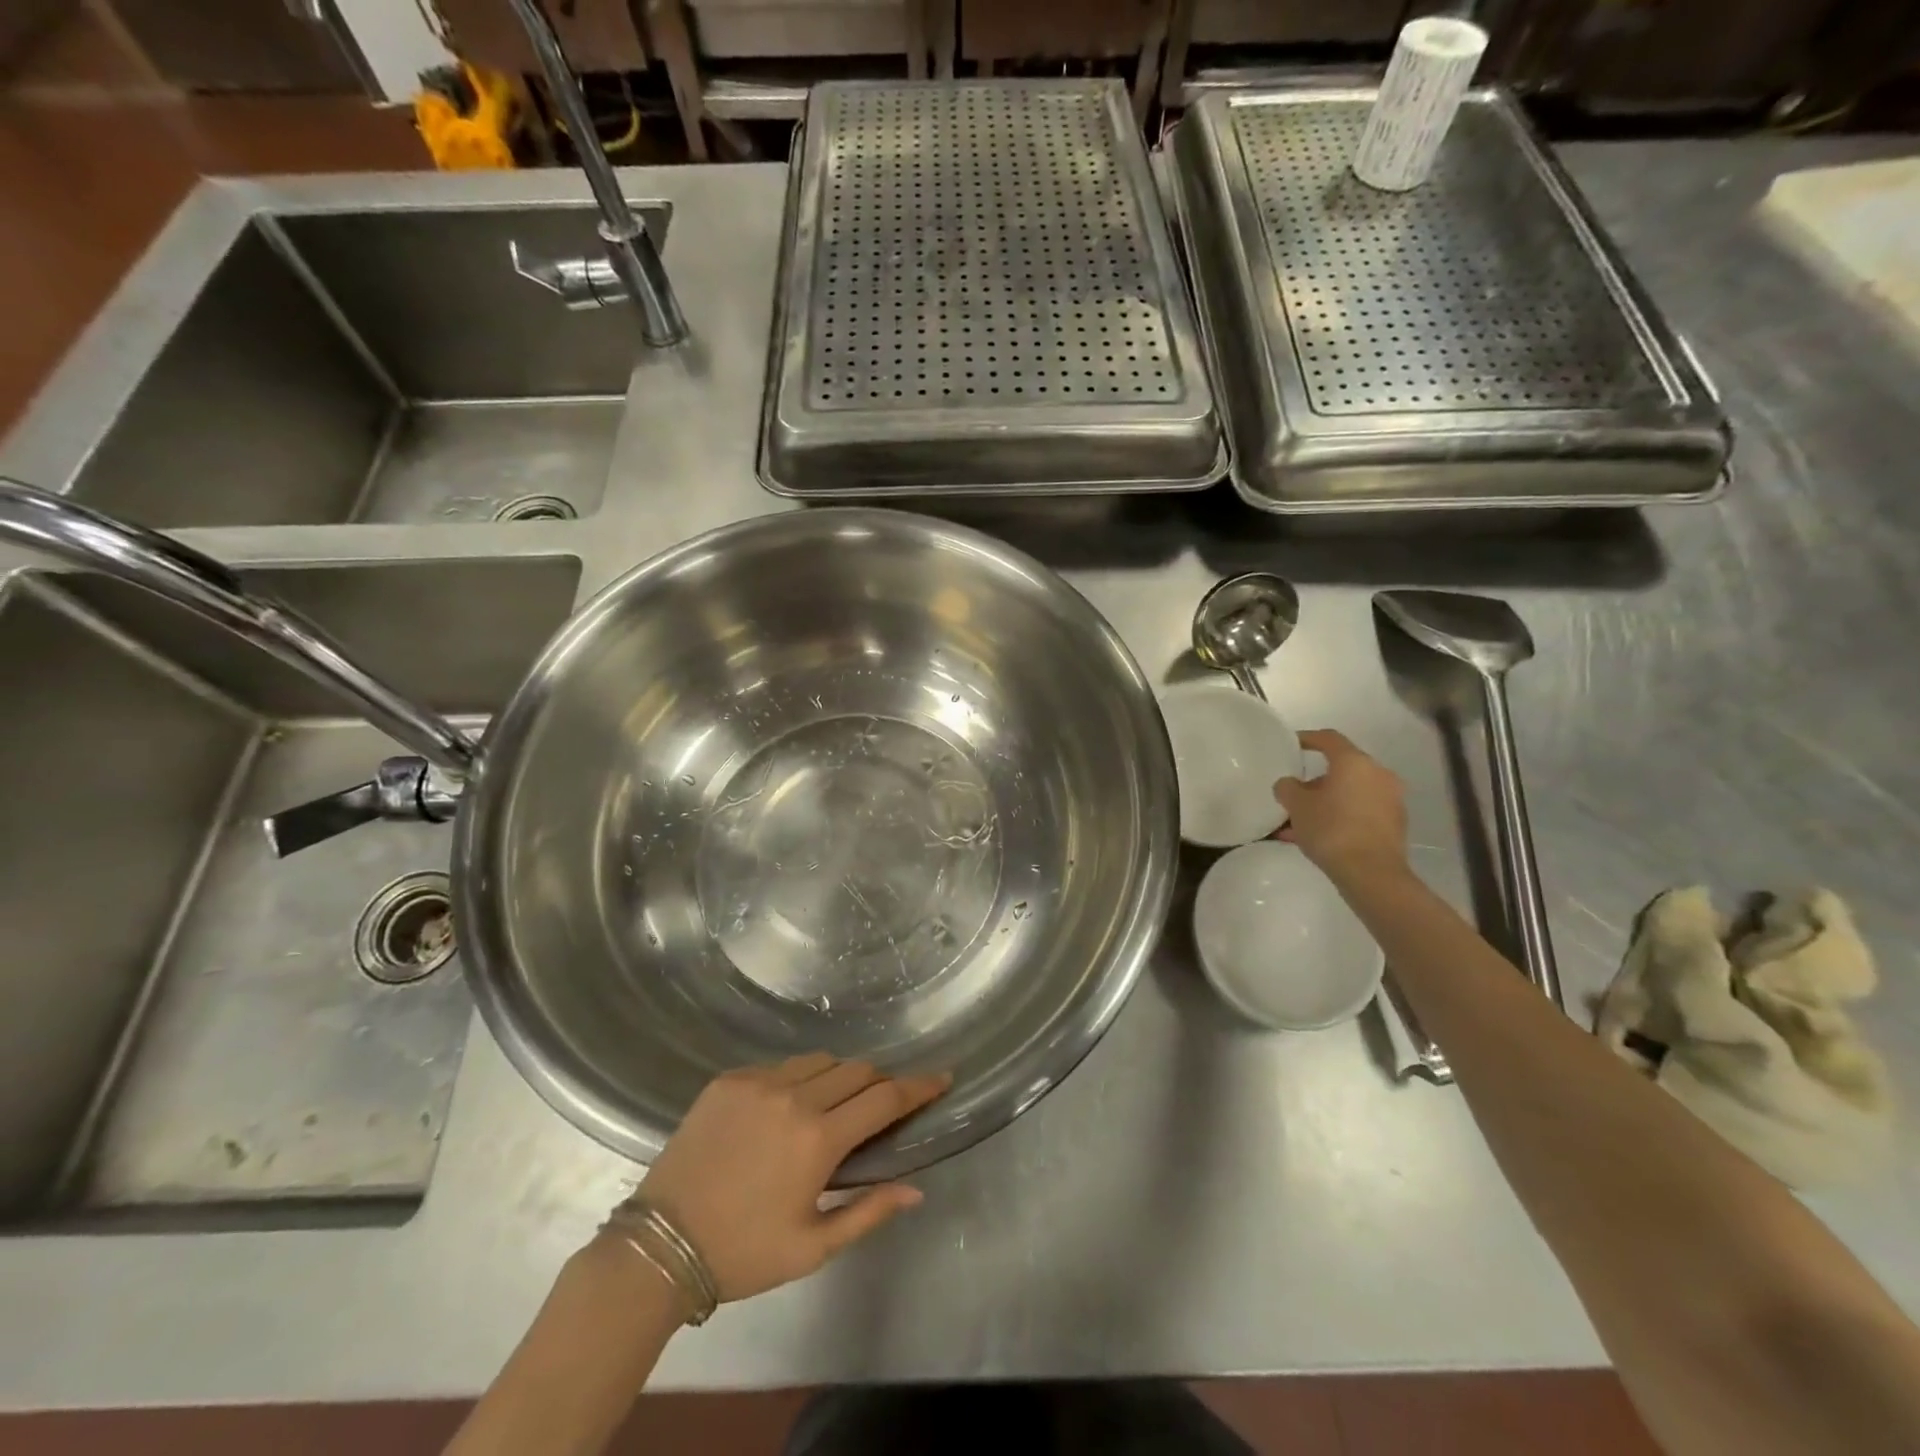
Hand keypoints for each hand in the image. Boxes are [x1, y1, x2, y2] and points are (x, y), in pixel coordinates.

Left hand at [635, 1054, 949, 1302]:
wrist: (660, 1244)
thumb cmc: (743, 1253)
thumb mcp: (812, 1248)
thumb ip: (868, 1212)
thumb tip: (915, 1190)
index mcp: (819, 1140)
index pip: (885, 1098)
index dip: (919, 1086)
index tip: (942, 1076)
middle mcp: (794, 1098)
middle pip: (857, 1069)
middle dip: (878, 1082)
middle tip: (879, 1105)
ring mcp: (758, 1082)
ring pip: (820, 1060)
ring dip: (839, 1077)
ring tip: (832, 1106)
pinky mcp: (729, 1079)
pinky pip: (781, 1064)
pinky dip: (798, 1078)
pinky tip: (785, 1108)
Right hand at [1273, 729, 1408, 883]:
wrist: (1371, 873)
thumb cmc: (1331, 829)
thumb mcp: (1296, 806)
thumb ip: (1287, 788)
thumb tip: (1289, 784)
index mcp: (1354, 762)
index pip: (1329, 739)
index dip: (1308, 738)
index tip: (1292, 743)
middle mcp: (1378, 774)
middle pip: (1342, 769)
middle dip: (1315, 780)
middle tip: (1295, 794)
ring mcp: (1390, 799)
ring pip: (1350, 793)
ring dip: (1327, 802)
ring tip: (1301, 822)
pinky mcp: (1394, 823)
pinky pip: (1360, 811)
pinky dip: (1341, 816)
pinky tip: (1319, 836)